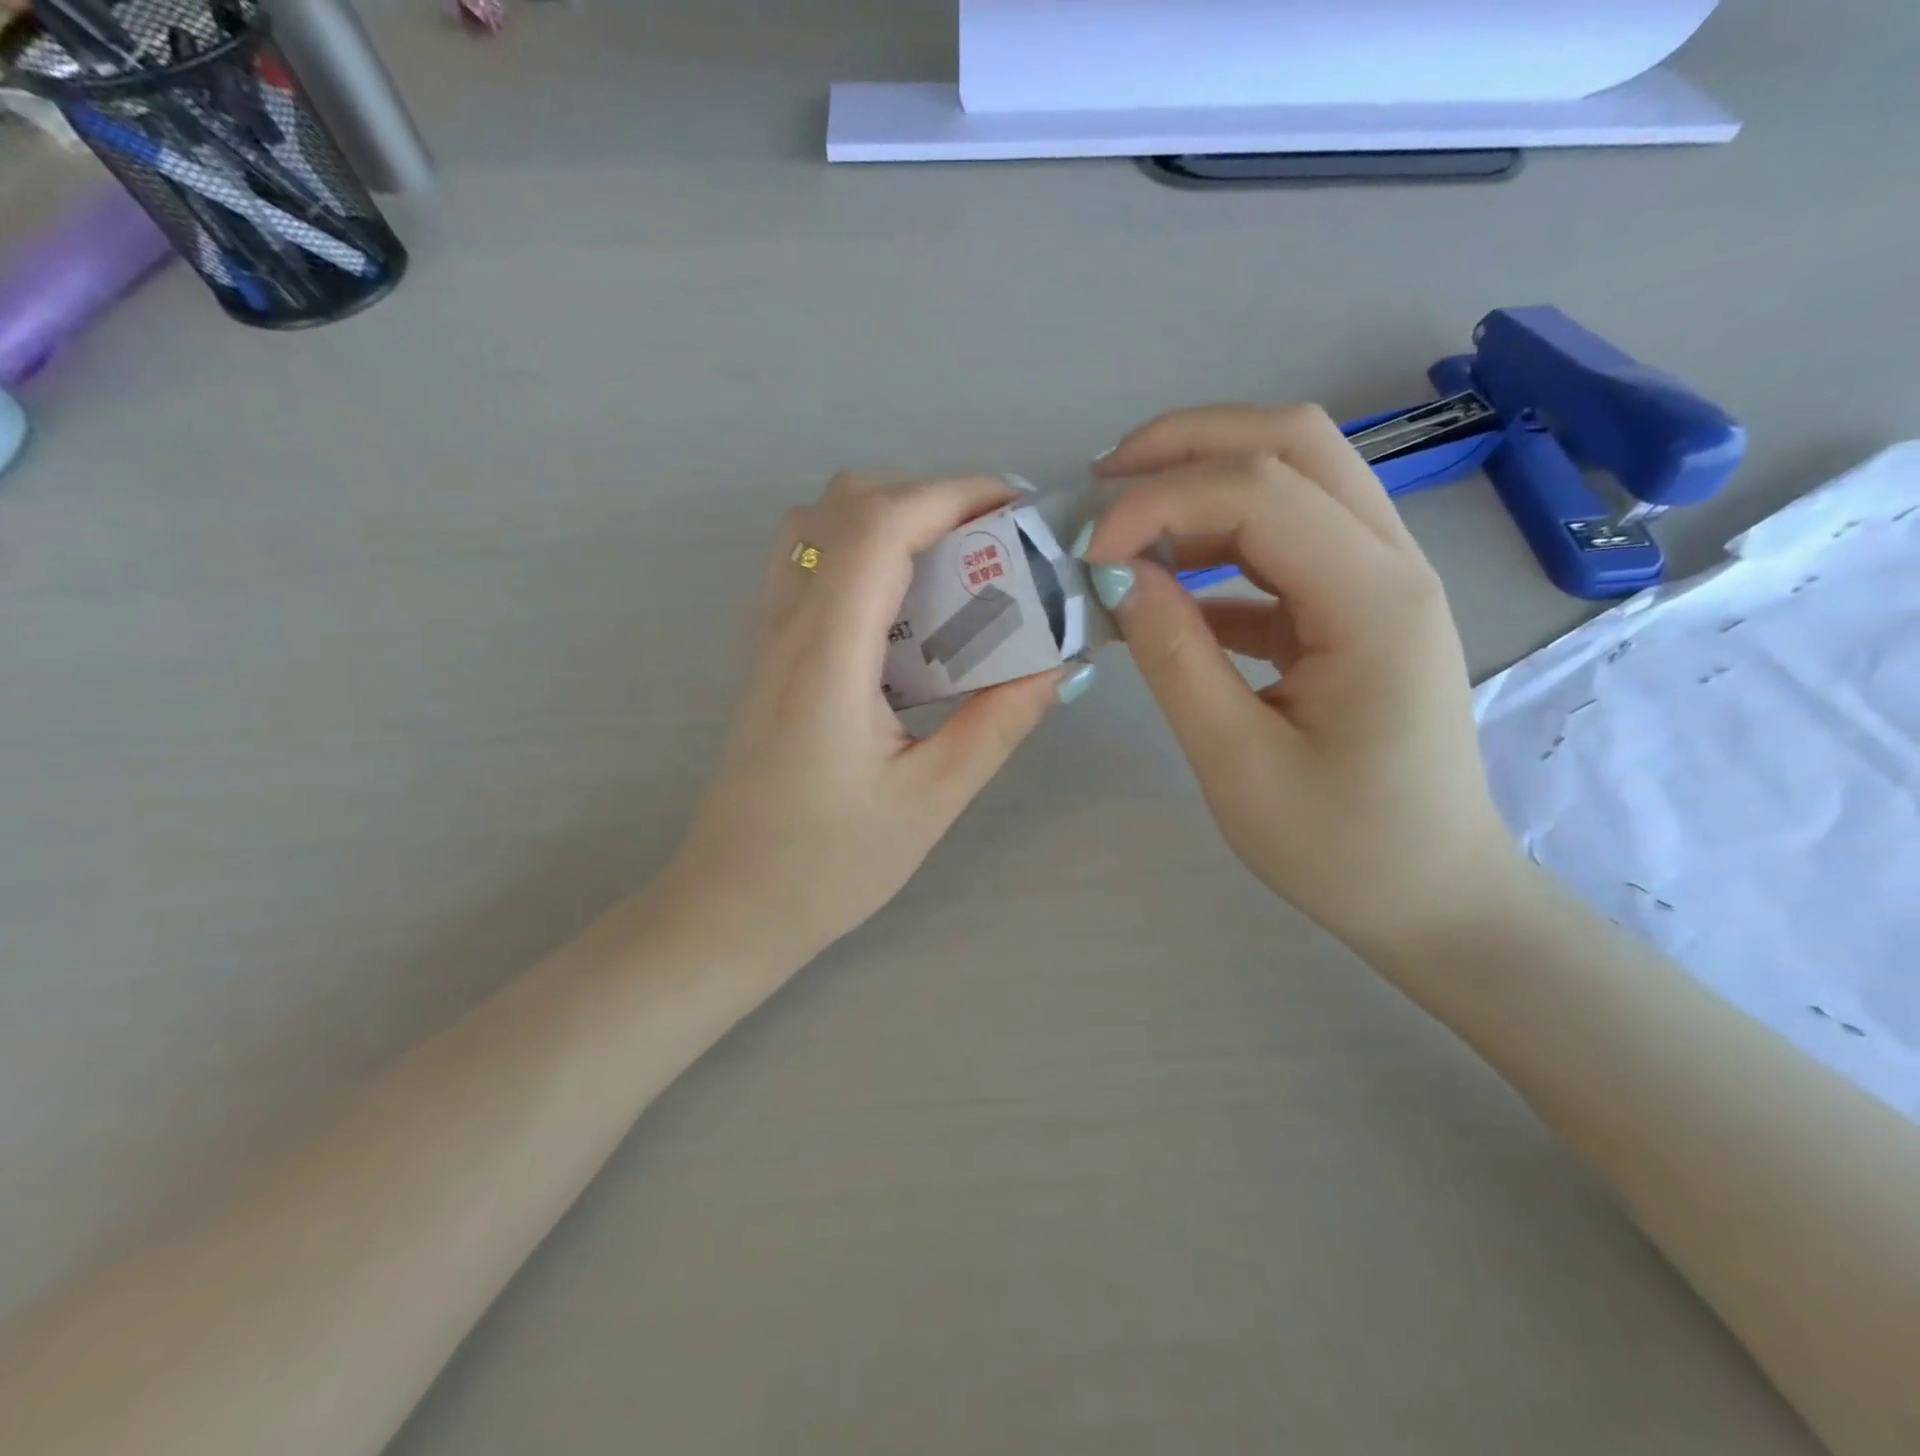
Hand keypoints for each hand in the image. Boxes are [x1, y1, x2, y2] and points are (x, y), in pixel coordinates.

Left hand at [664, 473, 1080, 964]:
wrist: (732, 906)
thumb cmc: (827, 865)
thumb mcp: (929, 801)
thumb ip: (996, 724)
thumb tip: (1057, 665)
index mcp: (827, 658)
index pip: (880, 527)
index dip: (952, 493)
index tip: (1017, 508)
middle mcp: (787, 627)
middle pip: (844, 506)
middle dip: (928, 499)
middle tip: (994, 543)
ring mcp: (768, 637)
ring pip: (817, 527)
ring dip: (889, 519)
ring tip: (953, 565)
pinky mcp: (768, 657)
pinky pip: (808, 566)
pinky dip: (861, 552)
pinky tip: (905, 609)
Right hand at [1081, 404, 1517, 958]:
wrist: (1432, 895)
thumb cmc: (1340, 847)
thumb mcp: (1236, 761)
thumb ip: (1174, 656)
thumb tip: (1116, 574)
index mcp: (1373, 601)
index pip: (1259, 491)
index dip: (1159, 502)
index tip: (1088, 556)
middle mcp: (1391, 565)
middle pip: (1294, 443)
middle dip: (1188, 445)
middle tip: (1101, 486)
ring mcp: (1380, 581)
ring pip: (1294, 477)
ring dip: (1202, 483)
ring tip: (1123, 527)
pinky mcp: (1355, 609)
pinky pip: (1285, 544)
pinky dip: (1217, 544)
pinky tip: (1164, 586)